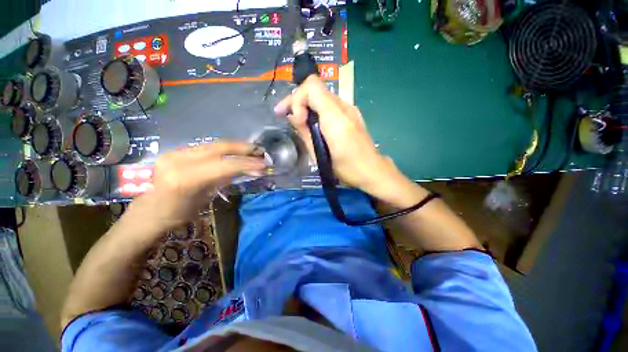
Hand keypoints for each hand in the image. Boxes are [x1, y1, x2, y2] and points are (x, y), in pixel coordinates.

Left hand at [131, 142, 264, 230]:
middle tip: (260, 150)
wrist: (149, 211)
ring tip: (252, 150)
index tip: (263, 164)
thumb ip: (225, 180)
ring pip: (213, 144)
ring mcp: (175, 152)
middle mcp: (178, 160)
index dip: (246, 163)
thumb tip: (249, 170)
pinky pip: (207, 147)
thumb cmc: (178, 214)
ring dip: (236, 147)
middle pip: (218, 147)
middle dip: (243, 148)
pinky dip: (225, 148)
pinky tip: (236, 151)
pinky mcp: (176, 150)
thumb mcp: (205, 199)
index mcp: (185, 179)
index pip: (223, 166)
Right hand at [275, 76, 393, 193]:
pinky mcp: (352, 114)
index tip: (295, 119)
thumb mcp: (320, 155)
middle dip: (298, 101)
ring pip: (322, 97)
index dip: (297, 98)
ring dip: (307, 106)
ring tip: (298, 122)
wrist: (372, 171)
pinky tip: (313, 124)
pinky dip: (317, 111)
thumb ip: (305, 132)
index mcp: (336, 117)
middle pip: (316, 89)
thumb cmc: (346, 168)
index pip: (312, 87)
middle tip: (285, 115)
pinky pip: (330, 106)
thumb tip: (294, 116)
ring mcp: (350, 109)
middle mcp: (344, 107)